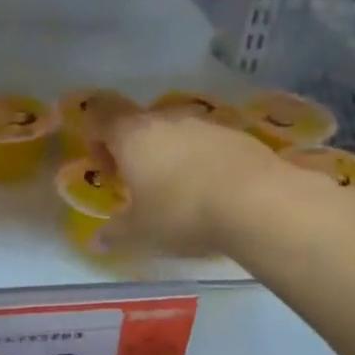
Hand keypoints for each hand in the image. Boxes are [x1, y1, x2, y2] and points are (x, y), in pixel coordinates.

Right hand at [105, 113, 285, 256]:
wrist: (258, 202)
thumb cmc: (183, 213)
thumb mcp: (140, 233)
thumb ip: (115, 233)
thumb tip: (98, 240)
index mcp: (133, 135)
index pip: (101, 114)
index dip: (96, 138)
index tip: (109, 171)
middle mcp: (166, 120)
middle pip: (140, 124)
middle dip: (136, 153)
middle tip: (143, 189)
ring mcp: (206, 124)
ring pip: (177, 134)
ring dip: (172, 157)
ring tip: (182, 195)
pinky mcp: (239, 136)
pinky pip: (209, 145)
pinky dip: (204, 163)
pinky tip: (216, 194)